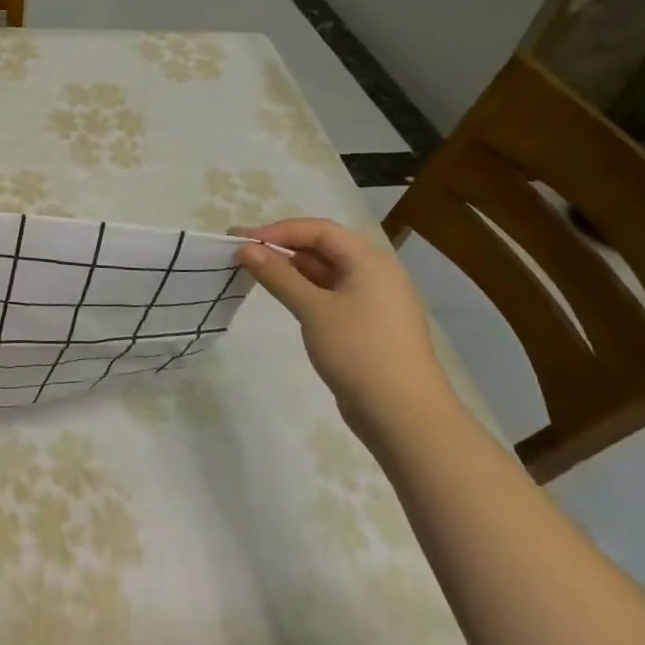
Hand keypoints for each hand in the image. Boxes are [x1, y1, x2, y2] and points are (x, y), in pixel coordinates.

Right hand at [232, 218, 456, 438]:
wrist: (403, 415)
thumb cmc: (358, 350)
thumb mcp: (313, 308)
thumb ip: (278, 275)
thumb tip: (245, 249)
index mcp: (370, 261)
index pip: (319, 230)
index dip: (279, 230)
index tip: (242, 241)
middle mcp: (376, 274)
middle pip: (323, 248)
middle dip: (281, 247)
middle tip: (241, 253)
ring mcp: (373, 301)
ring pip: (326, 272)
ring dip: (291, 270)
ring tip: (254, 273)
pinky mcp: (367, 326)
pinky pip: (331, 295)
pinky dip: (304, 290)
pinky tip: (282, 297)